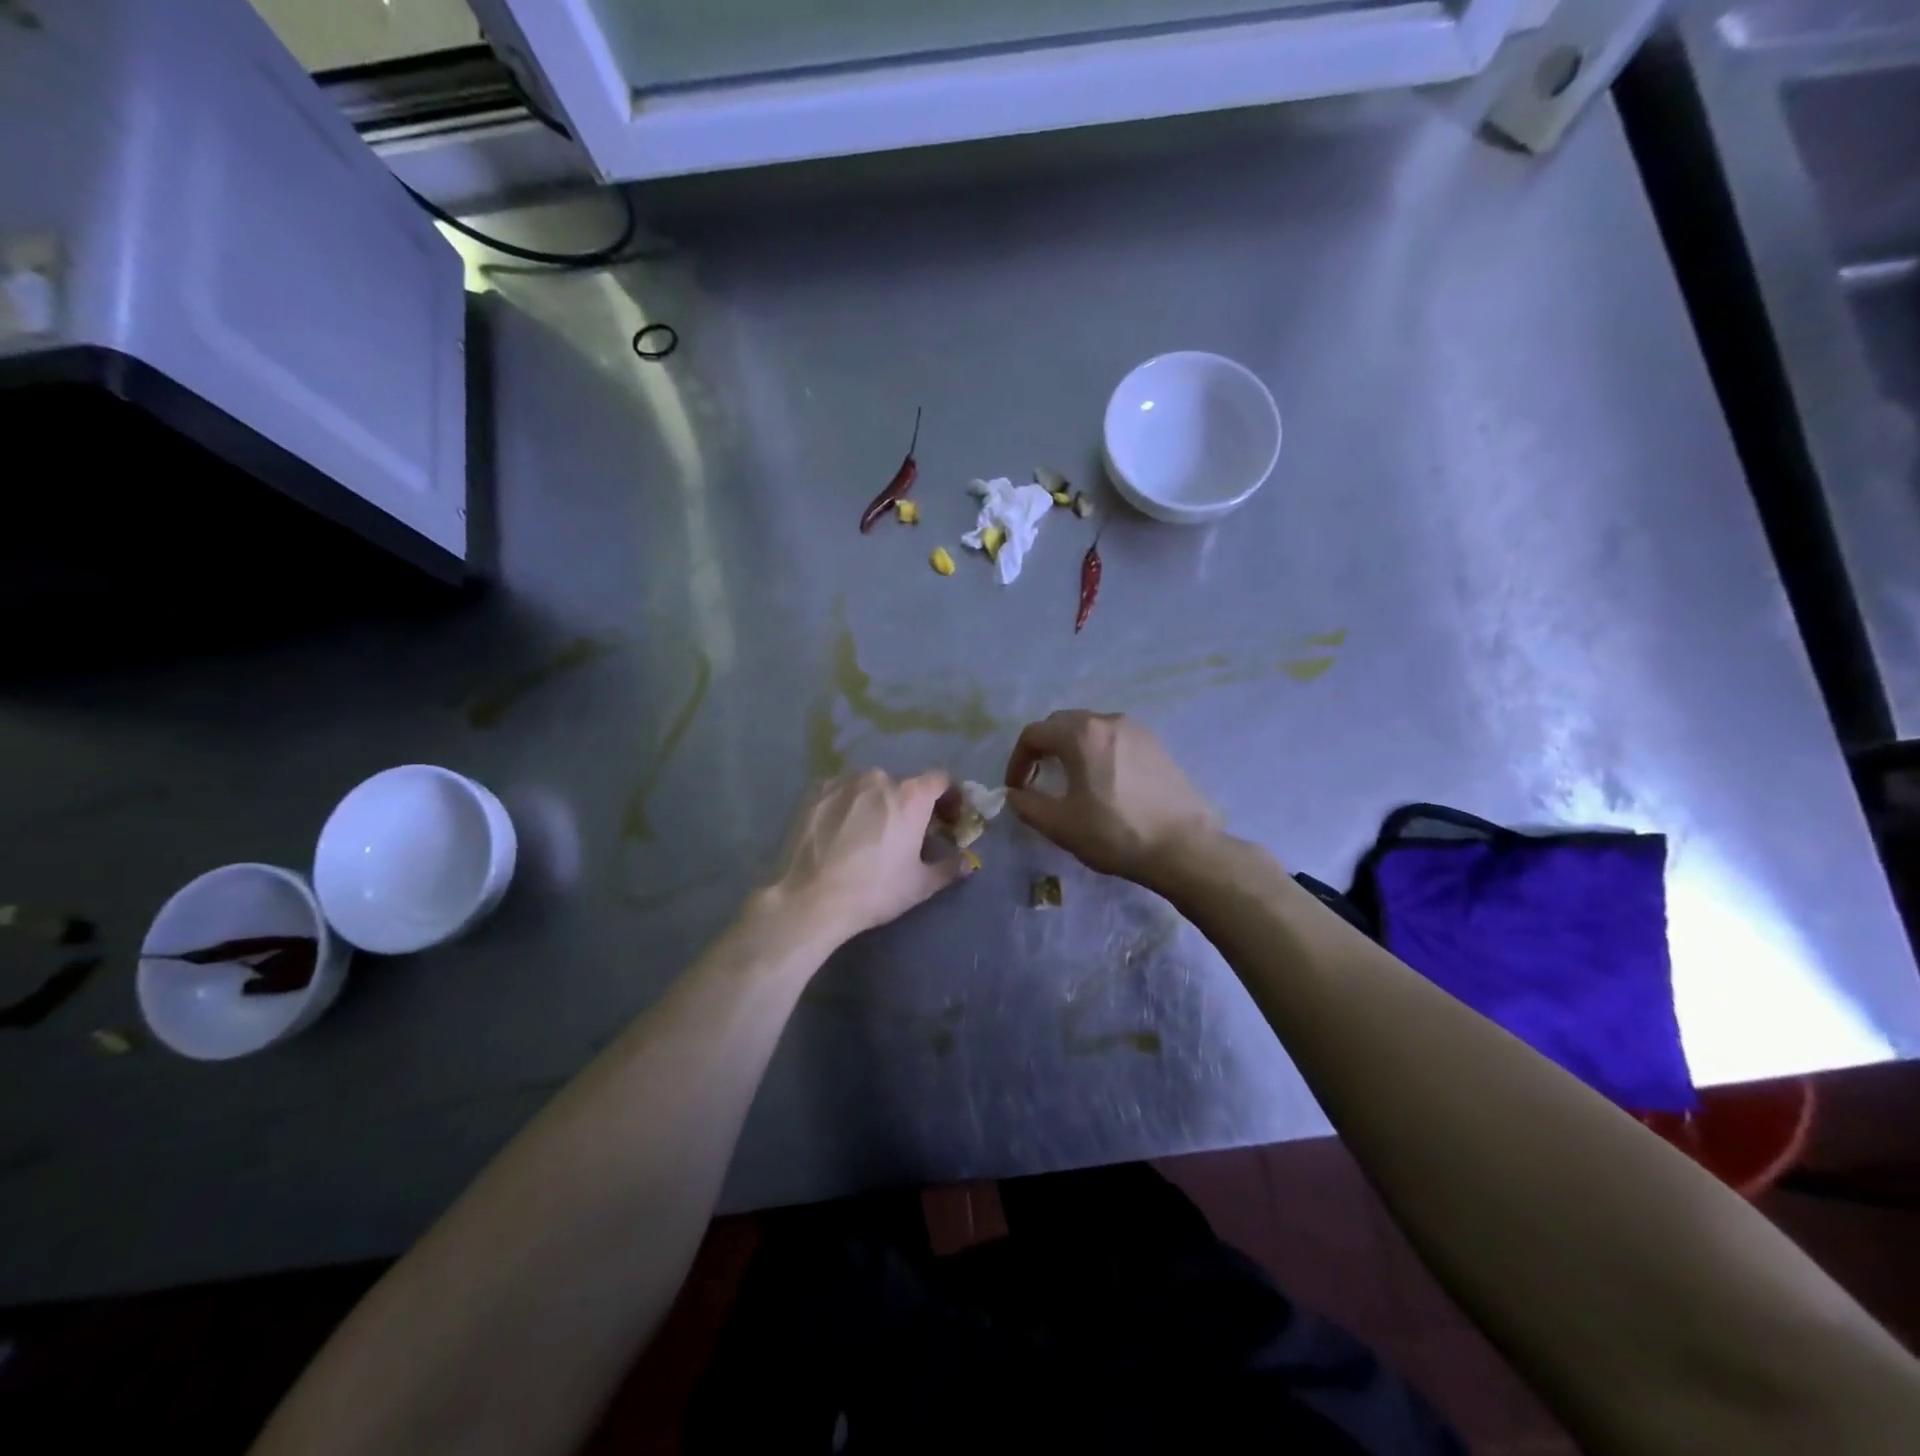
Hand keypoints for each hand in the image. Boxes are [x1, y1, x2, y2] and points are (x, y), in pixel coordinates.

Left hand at [763, 769, 968, 943]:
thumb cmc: (873, 891)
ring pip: (869, 788)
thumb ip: (949, 867)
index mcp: (910, 796)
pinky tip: (839, 832)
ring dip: (876, 803)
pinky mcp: (814, 790)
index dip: (950, 796)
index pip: (941, 779)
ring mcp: (842, 781)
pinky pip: (841, 792)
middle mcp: (878, 778)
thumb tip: (968, 862)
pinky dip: (847, 805)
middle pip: (903, 785)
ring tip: (867, 834)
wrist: (808, 899)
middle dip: (910, 805)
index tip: (948, 818)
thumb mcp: (919, 885)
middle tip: (905, 833)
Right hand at [1003, 711, 1220, 888]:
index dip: (1017, 760)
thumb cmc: (1115, 833)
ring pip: (1090, 728)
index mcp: (1081, 734)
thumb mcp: (1060, 825)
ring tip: (1069, 778)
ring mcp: (1137, 730)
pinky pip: (1115, 739)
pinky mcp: (1157, 745)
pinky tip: (1103, 781)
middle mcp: (1108, 721)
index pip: (1034, 734)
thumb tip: (1015, 794)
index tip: (1015, 788)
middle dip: (1043, 748)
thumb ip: (1027, 805)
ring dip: (1071, 747)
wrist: (1183, 847)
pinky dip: (1097, 751)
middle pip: (1062, 723)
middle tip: (1037, 778)